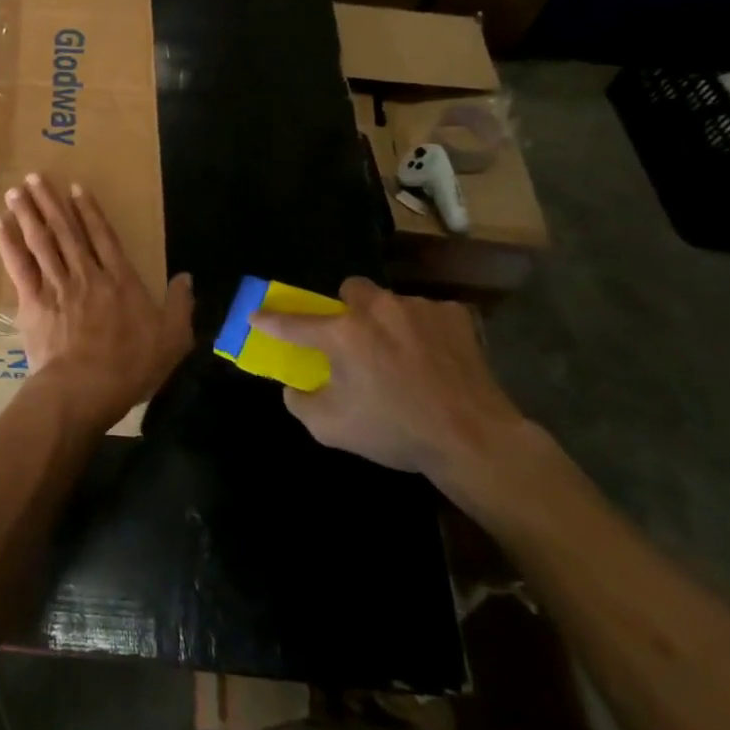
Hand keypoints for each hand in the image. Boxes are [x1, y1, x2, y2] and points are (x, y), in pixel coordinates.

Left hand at [0, 173, 192, 429]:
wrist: (85, 388)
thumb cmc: (130, 366)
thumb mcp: (172, 338)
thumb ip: (180, 305)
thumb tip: (187, 277)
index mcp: (119, 280)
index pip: (104, 236)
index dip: (90, 211)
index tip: (75, 188)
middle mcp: (86, 274)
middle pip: (66, 231)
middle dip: (49, 202)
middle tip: (34, 177)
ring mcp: (57, 286)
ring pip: (41, 241)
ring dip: (27, 214)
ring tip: (15, 191)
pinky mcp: (32, 302)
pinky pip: (19, 267)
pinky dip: (8, 244)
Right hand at [252, 278, 524, 485]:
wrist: (474, 439)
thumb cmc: (396, 432)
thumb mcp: (331, 428)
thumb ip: (300, 401)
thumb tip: (295, 385)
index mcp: (342, 333)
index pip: (294, 322)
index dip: (270, 320)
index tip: (255, 315)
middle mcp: (376, 309)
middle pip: (350, 290)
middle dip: (347, 308)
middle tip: (354, 338)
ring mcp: (418, 307)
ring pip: (391, 302)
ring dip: (388, 321)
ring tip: (402, 355)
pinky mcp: (454, 315)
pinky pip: (428, 315)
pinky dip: (425, 332)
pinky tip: (434, 360)